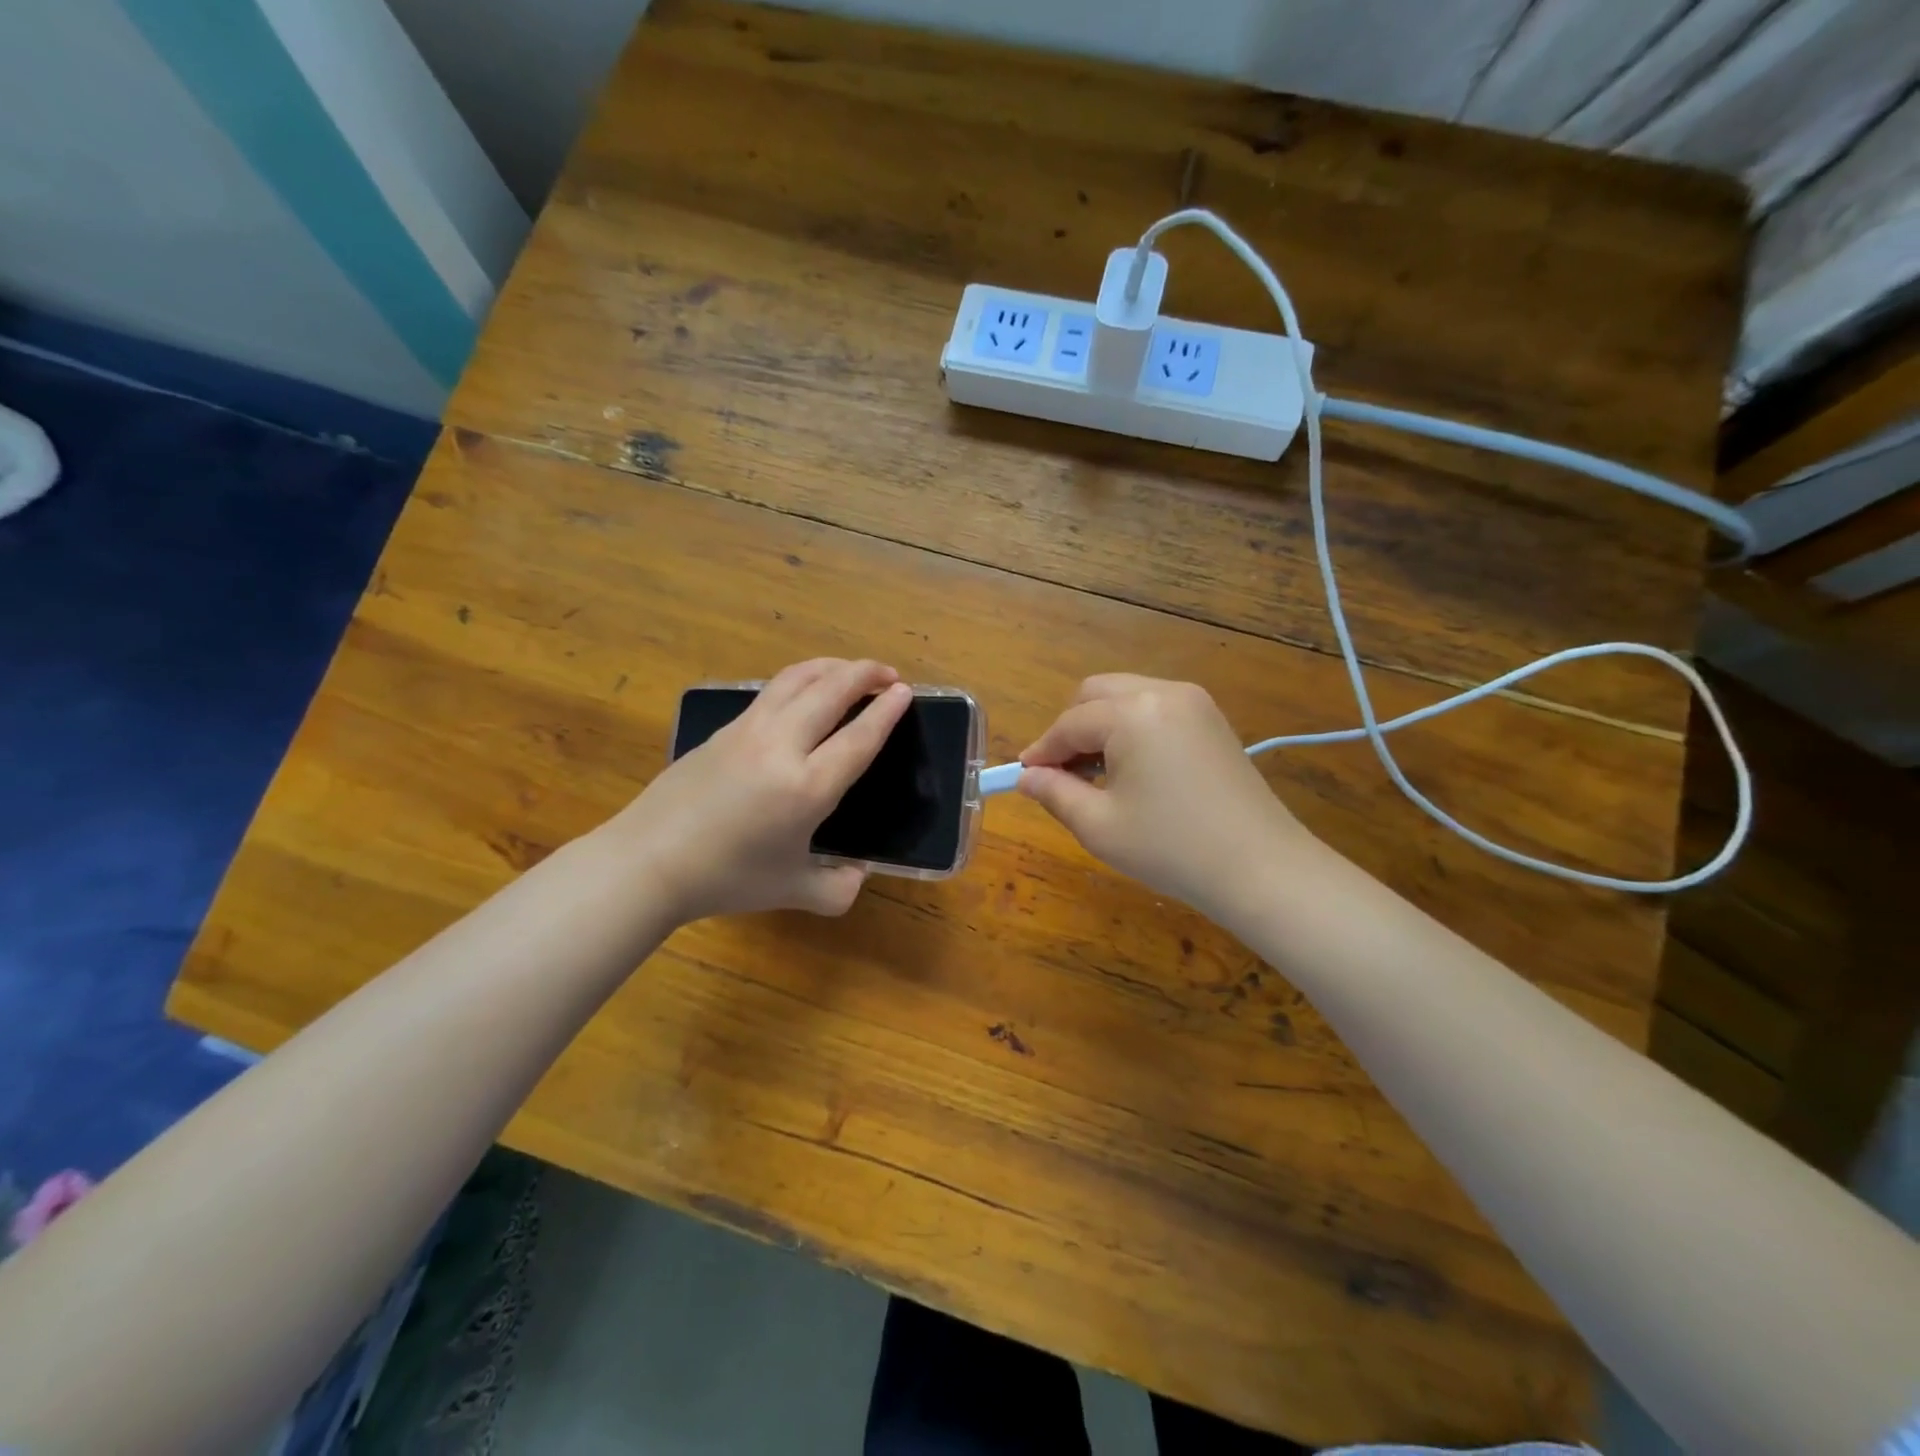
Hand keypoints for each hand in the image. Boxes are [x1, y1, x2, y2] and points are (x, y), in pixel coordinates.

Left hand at [612, 659, 911, 921]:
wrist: (648, 861)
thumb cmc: (726, 878)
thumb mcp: (791, 891)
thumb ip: (837, 888)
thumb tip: (858, 874)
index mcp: (808, 787)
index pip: (859, 737)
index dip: (887, 711)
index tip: (905, 692)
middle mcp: (782, 746)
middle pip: (831, 690)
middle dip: (865, 674)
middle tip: (887, 674)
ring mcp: (749, 730)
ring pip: (798, 679)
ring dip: (832, 667)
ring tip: (851, 671)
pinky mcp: (725, 729)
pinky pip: (772, 691)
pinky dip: (800, 679)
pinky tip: (804, 693)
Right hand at [1018, 675, 1311, 915]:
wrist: (1262, 868)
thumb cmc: (1171, 849)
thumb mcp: (1099, 826)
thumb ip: (1054, 793)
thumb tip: (1027, 777)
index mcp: (1132, 713)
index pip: (1069, 723)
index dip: (1041, 751)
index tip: (1023, 776)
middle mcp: (1163, 692)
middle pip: (1096, 694)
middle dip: (1070, 729)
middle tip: (1061, 774)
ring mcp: (1194, 702)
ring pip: (1126, 697)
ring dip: (1101, 726)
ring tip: (1096, 776)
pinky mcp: (1212, 719)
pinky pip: (1155, 708)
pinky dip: (1132, 728)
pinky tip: (1133, 770)